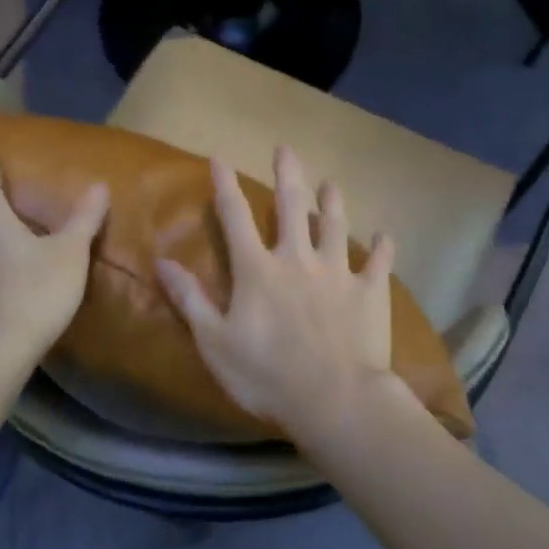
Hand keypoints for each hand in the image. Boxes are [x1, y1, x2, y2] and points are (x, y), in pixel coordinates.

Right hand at [155, 146, 397, 435]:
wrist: (334, 399)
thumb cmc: (266, 375)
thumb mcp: (214, 342)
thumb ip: (190, 299)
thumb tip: (162, 262)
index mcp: (257, 270)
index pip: (235, 218)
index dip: (225, 186)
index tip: (220, 158)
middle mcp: (298, 260)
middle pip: (291, 207)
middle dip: (287, 175)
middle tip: (286, 149)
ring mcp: (338, 273)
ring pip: (335, 226)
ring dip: (332, 203)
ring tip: (331, 182)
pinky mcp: (370, 292)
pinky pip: (379, 263)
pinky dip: (382, 248)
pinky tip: (385, 237)